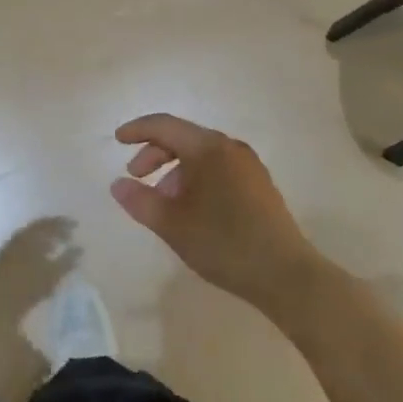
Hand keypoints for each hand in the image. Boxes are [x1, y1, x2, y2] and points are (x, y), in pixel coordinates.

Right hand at [110, 113, 321, 314]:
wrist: (285, 275)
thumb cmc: (223, 243)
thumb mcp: (172, 225)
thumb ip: (140, 201)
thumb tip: (118, 184)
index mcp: (208, 148)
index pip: (165, 126)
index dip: (137, 130)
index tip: (117, 140)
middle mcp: (230, 148)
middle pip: (184, 138)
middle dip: (155, 154)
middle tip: (136, 177)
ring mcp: (249, 165)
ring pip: (201, 155)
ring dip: (175, 170)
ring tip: (163, 202)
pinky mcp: (259, 185)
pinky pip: (218, 168)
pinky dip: (196, 178)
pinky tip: (191, 208)